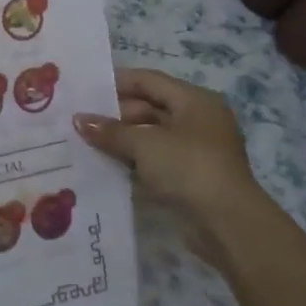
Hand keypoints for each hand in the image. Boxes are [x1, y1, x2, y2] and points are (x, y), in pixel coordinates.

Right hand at [74, 67, 265, 265]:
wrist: (228, 224)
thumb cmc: (188, 168)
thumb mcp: (144, 144)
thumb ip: (110, 131)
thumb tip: (78, 120)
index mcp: (194, 100)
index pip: (149, 81)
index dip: (116, 82)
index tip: (85, 88)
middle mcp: (198, 119)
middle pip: (149, 107)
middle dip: (115, 114)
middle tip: (80, 120)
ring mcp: (196, 149)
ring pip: (151, 135)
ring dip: (122, 139)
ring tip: (86, 142)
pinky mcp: (192, 176)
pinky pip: (156, 159)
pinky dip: (134, 159)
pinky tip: (107, 163)